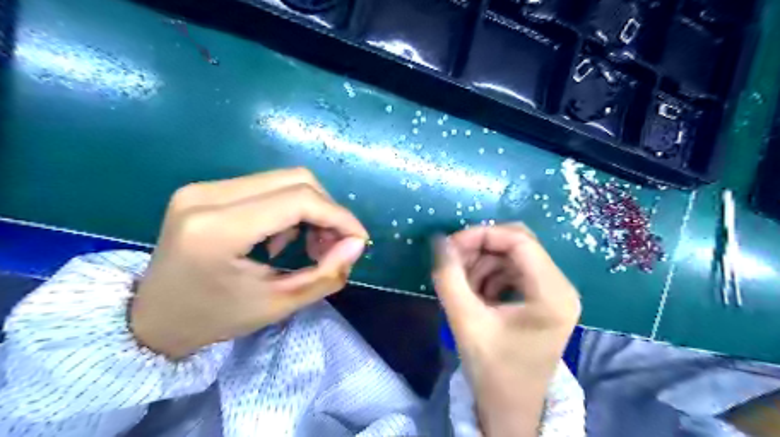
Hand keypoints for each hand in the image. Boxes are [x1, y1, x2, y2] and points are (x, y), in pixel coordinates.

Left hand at [130, 168, 368, 357]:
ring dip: (310, 209)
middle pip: (296, 180)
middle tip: (334, 245)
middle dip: (328, 211)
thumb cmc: (216, 318)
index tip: (358, 240)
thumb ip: (325, 274)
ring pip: (284, 180)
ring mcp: (203, 188)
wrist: (152, 318)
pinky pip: (266, 186)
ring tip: (310, 244)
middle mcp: (207, 195)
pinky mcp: (206, 189)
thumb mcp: (278, 304)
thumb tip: (357, 243)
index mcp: (218, 229)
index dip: (339, 216)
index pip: (299, 200)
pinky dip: (290, 208)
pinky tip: (283, 237)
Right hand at [433, 223, 577, 435]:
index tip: (450, 246)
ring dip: (483, 262)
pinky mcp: (543, 298)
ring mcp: (554, 292)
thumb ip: (449, 278)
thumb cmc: (492, 371)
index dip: (481, 235)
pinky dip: (490, 274)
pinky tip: (474, 292)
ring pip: (513, 255)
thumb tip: (439, 241)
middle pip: (519, 244)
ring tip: (461, 283)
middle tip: (452, 261)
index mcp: (552, 294)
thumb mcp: (465, 322)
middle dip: (480, 247)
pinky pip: (513, 270)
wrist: (511, 408)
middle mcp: (561, 287)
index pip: (519, 241)